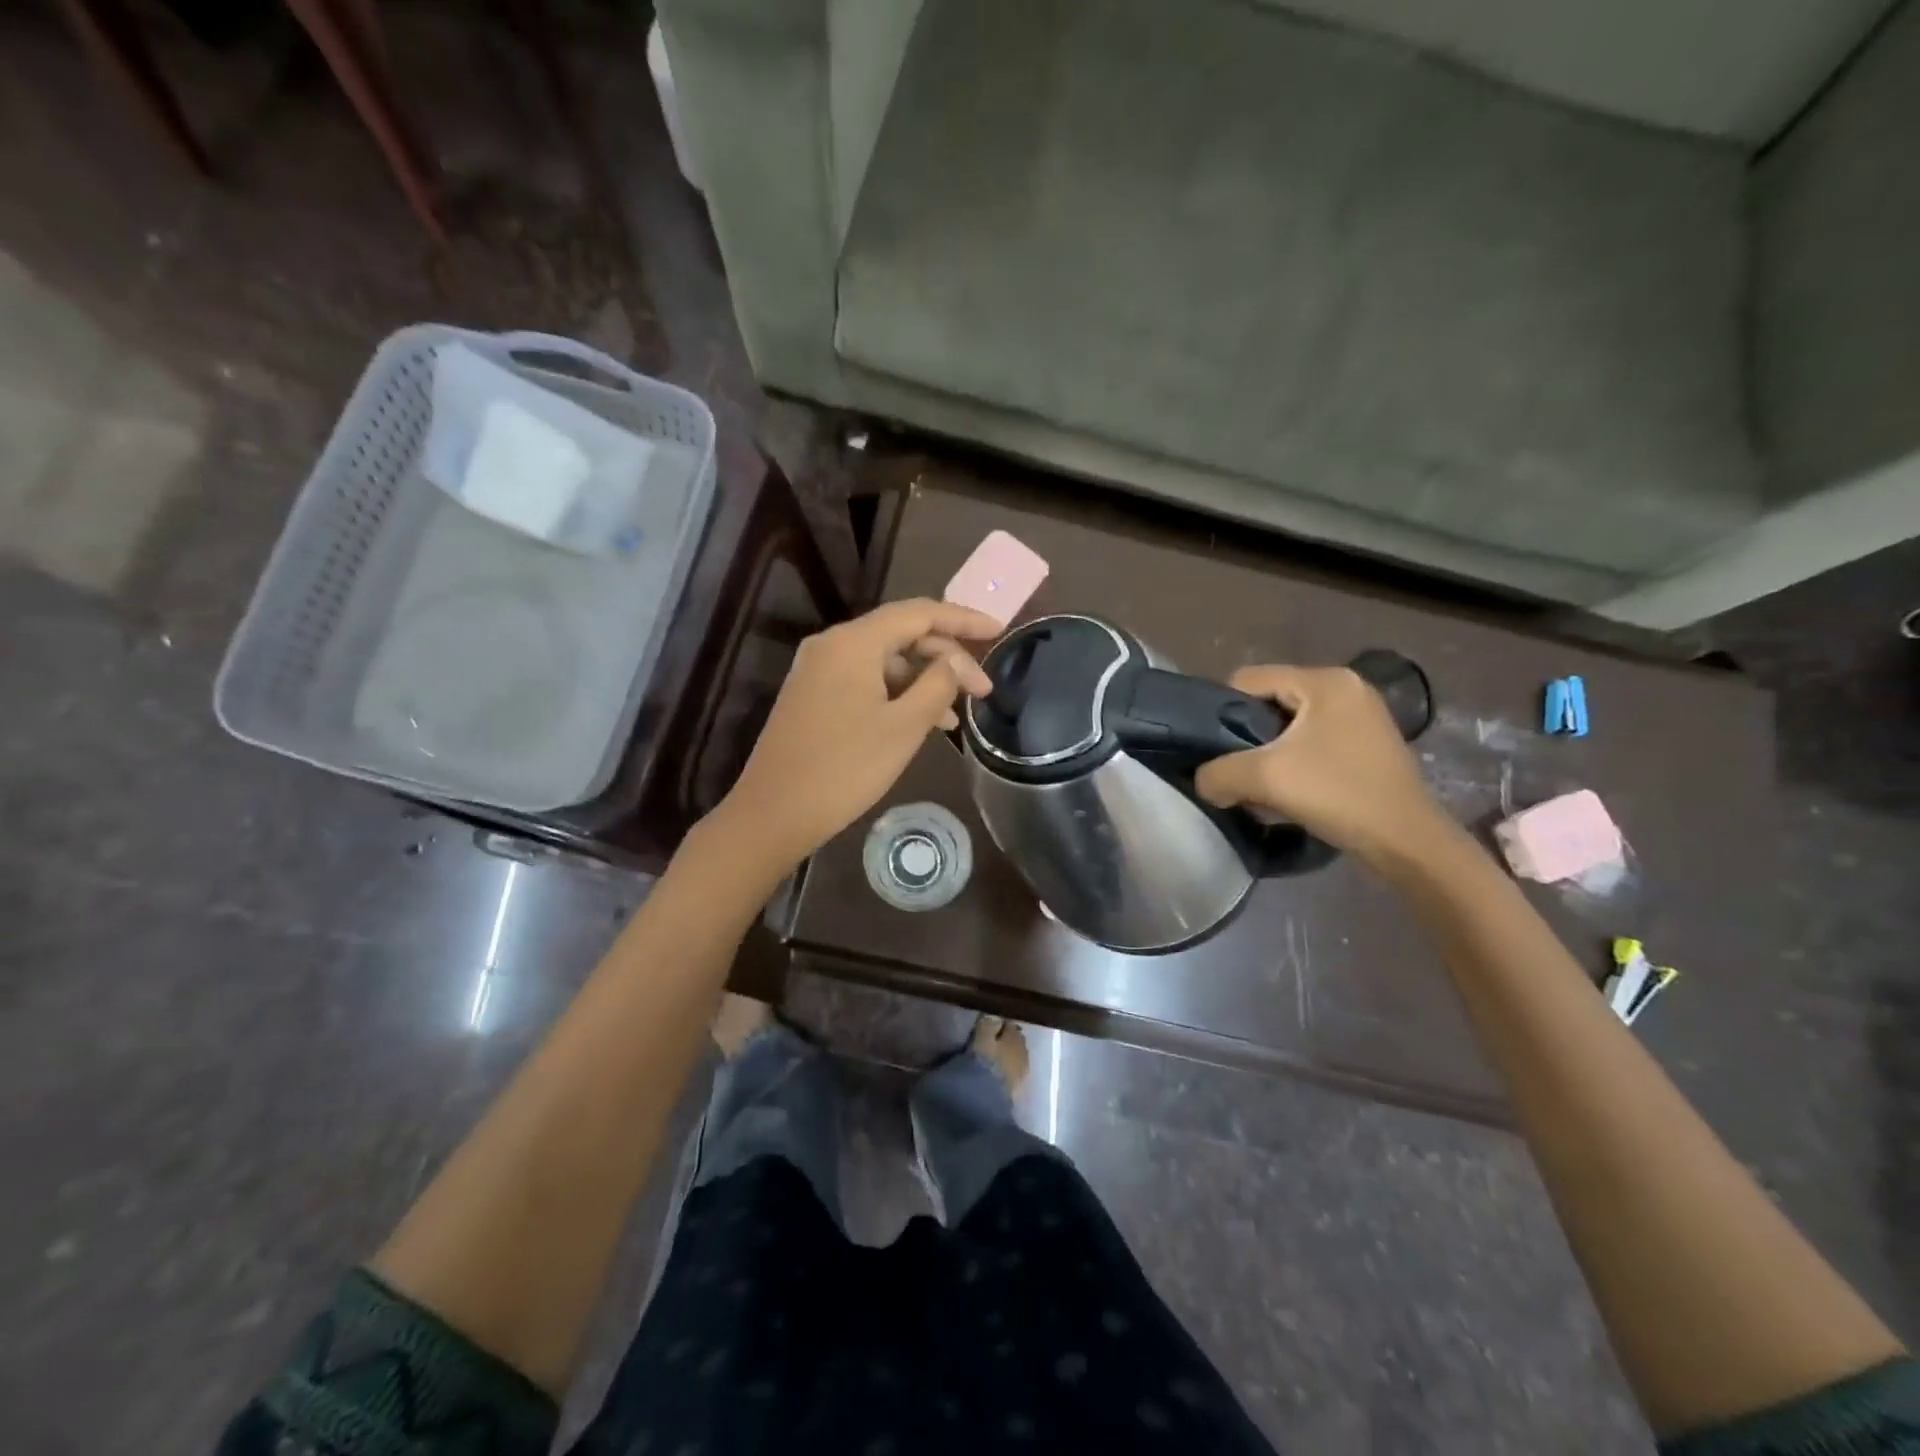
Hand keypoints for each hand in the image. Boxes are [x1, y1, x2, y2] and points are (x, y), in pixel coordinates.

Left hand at [714, 598, 999, 869]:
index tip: (999, 631)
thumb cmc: (844, 768)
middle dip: (946, 658)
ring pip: (884, 662)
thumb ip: (938, 685)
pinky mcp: (813, 697)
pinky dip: (897, 695)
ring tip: (957, 716)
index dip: (963, 619)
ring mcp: (818, 671)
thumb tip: (953, 662)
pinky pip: (865, 682)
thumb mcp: (904, 727)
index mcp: (853, 642)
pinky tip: (922, 724)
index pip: (920, 613)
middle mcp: (832, 646)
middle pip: (902, 635)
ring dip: (923, 681)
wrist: (773, 813)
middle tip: (983, 690)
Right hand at [1194, 665, 1456, 872]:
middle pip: (1269, 701)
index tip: (1216, 750)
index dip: (1221, 711)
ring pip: (1289, 723)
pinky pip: (1313, 739)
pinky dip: (1294, 760)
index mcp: (1324, 680)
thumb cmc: (1338, 795)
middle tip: (1238, 770)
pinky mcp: (1367, 742)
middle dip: (1247, 735)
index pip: (1248, 679)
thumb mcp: (1264, 779)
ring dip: (1269, 752)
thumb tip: (1204, 782)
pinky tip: (1291, 789)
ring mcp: (1361, 714)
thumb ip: (1218, 773)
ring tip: (1263, 784)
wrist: (1407, 843)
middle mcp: (1345, 686)